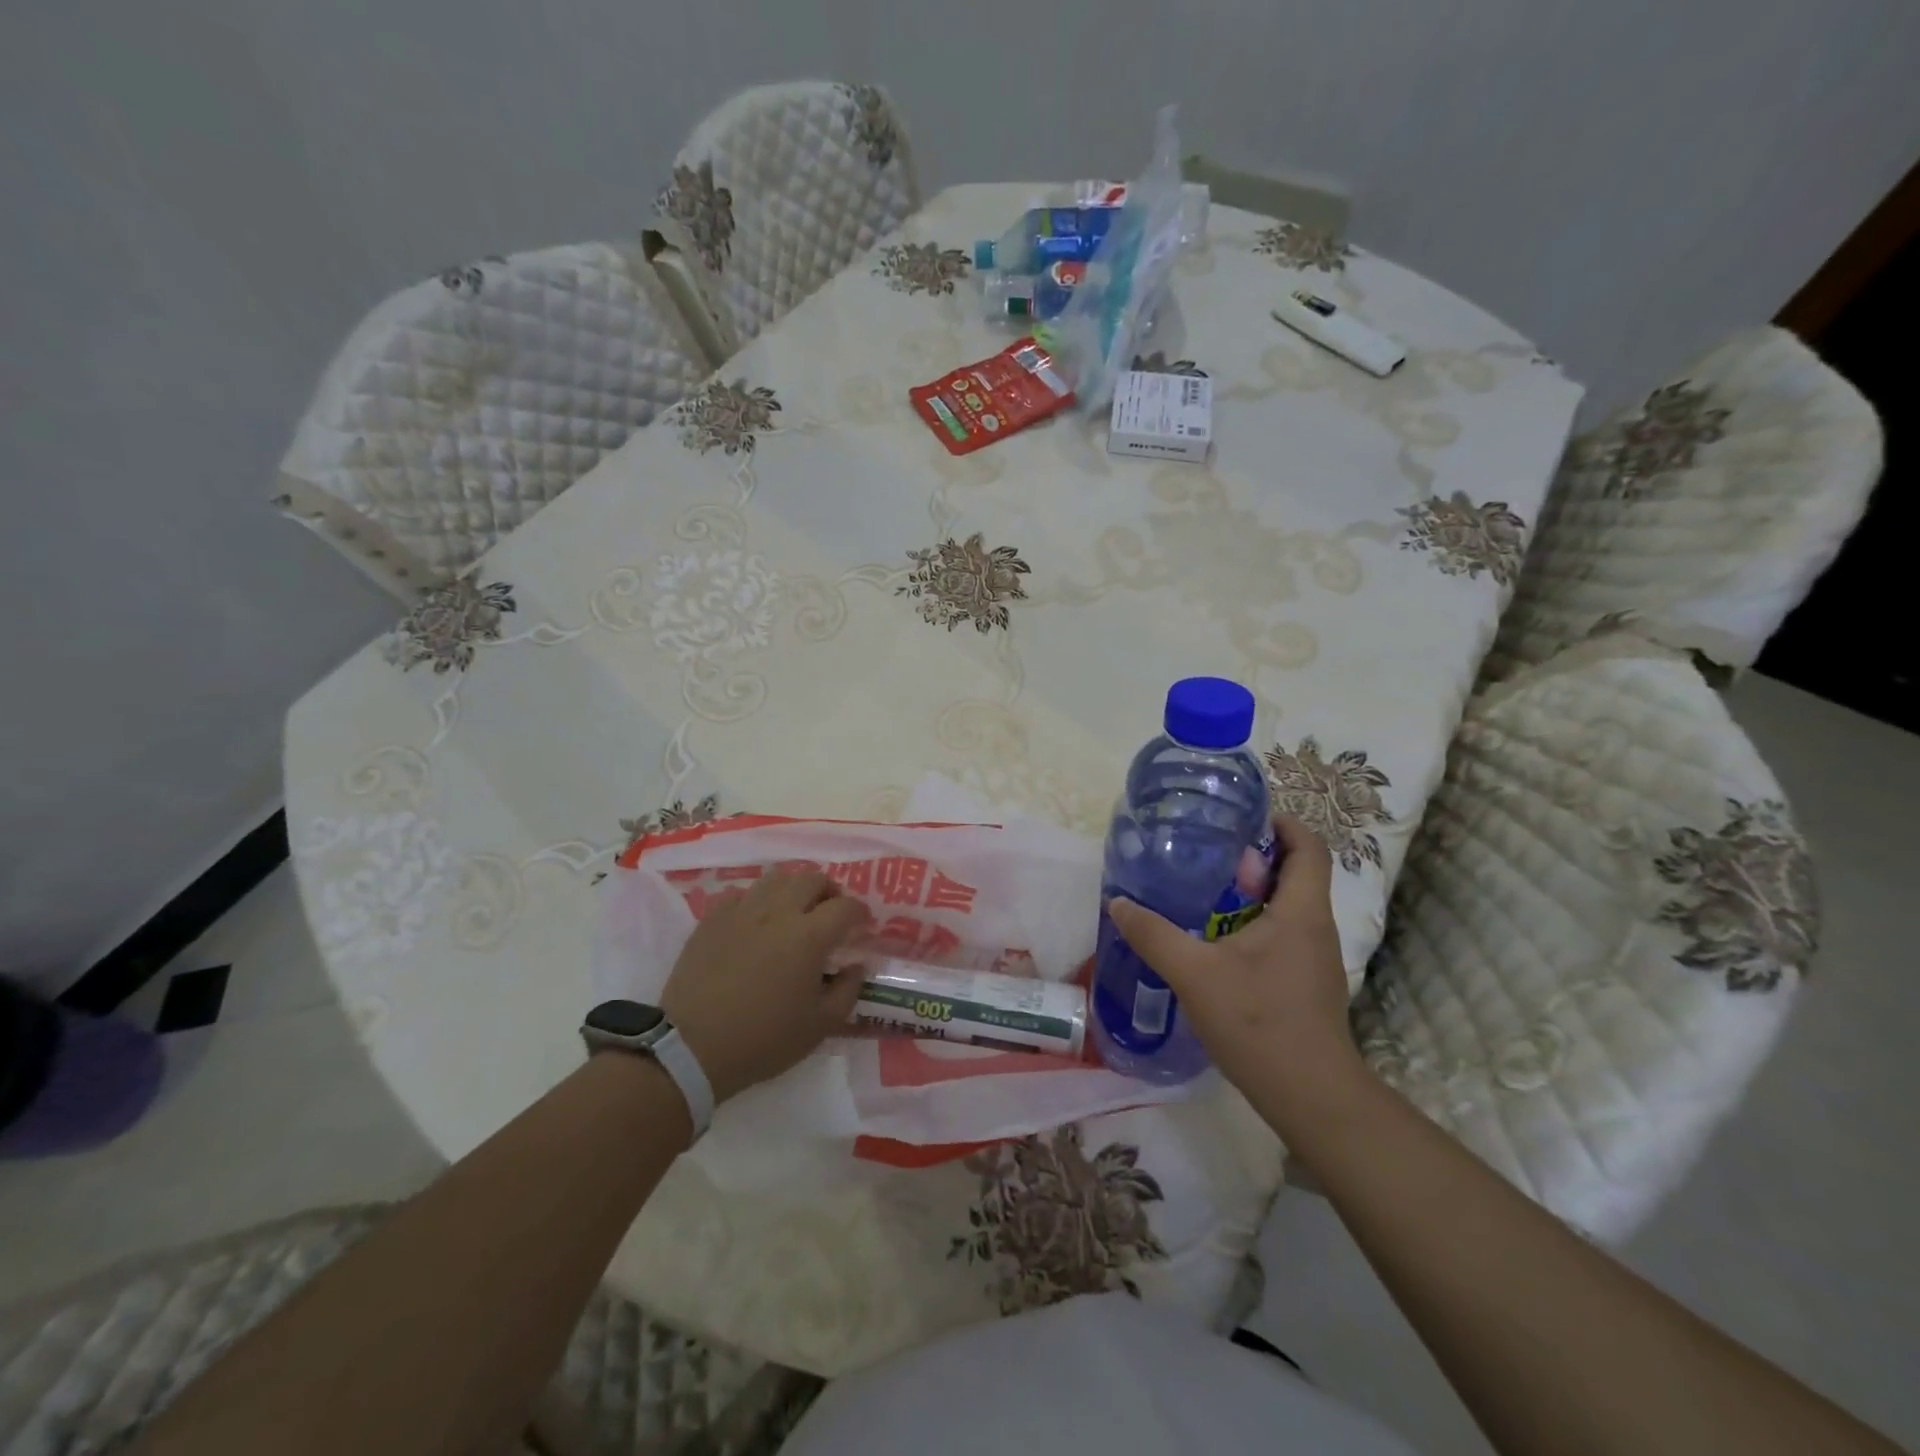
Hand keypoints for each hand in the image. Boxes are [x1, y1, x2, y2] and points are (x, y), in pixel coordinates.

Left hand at [659, 869, 870, 1103]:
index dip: (860, 913)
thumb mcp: (819, 1026)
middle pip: (812, 879)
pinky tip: (756, 924)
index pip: (846, 907)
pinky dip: (758, 902)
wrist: (691, 1048)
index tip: (862, 926)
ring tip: (794, 913)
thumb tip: (856, 966)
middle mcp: (778, 912)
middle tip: (830, 914)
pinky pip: (742, 894)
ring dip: (794, 890)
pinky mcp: (712, 918)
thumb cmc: (762, 1040)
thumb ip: (848, 991)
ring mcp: (742, 911)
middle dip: (829, 892)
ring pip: (776, 878)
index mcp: (809, 936)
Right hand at [1107, 816, 1360, 1116]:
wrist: (1310, 1096)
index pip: (1310, 848)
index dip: (1283, 824)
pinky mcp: (1305, 983)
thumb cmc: (1259, 1022)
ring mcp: (1314, 958)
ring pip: (1288, 906)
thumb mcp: (1195, 974)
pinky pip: (1283, 934)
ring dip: (1252, 892)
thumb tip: (1119, 903)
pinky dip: (1254, 923)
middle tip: (1208, 852)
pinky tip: (1216, 941)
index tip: (1243, 818)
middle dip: (1255, 857)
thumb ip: (1154, 935)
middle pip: (1297, 873)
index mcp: (1301, 912)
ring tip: (1204, 891)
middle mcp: (1315, 927)